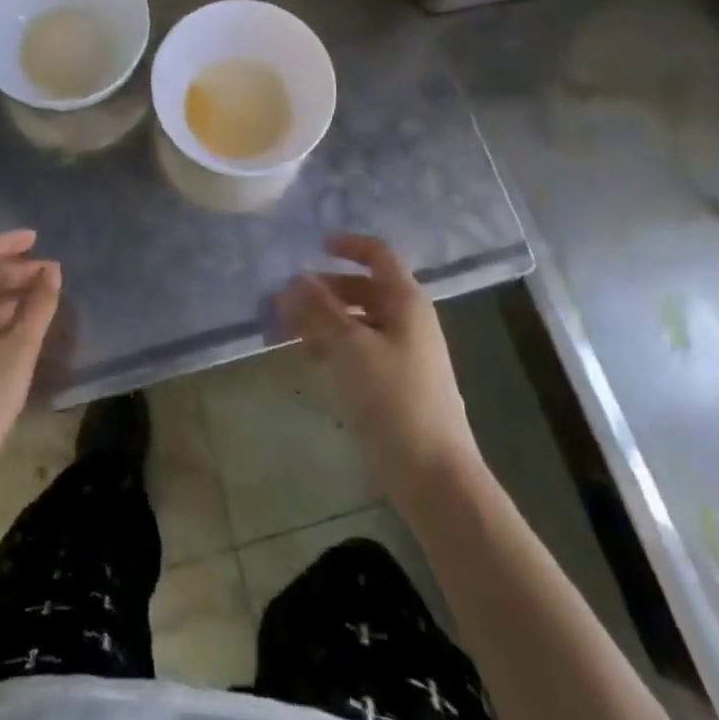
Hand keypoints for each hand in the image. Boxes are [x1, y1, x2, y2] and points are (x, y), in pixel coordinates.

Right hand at [279, 233, 480, 508]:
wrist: (433, 474)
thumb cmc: (393, 398)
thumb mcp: (350, 347)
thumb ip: (321, 309)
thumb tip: (297, 279)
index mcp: (406, 301)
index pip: (378, 255)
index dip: (348, 245)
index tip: (314, 247)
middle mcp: (407, 320)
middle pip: (362, 288)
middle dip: (324, 290)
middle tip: (285, 301)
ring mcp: (403, 353)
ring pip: (358, 320)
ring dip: (324, 319)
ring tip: (290, 332)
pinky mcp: (395, 383)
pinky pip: (360, 349)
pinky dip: (335, 346)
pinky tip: (312, 360)